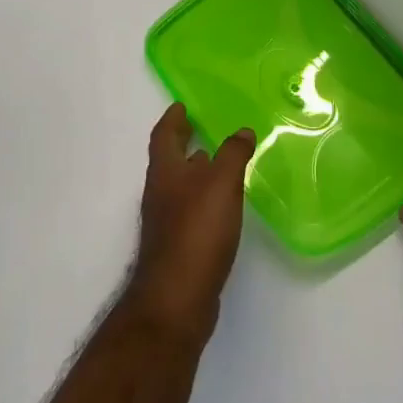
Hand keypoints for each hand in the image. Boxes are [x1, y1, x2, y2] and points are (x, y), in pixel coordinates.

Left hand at [124, 104, 253, 343]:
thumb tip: (242, 130)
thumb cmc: (196, 230)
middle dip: (184, 143)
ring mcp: (166, 220)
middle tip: (204, 129)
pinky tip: (222, 204)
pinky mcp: (178, 245)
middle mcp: (160, 192)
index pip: (164, 135)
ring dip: (196, 171)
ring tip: (219, 162)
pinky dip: (203, 197)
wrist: (177, 296)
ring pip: (180, 185)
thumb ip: (233, 153)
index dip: (173, 118)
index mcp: (165, 171)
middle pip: (169, 159)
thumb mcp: (221, 183)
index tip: (183, 106)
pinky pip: (190, 209)